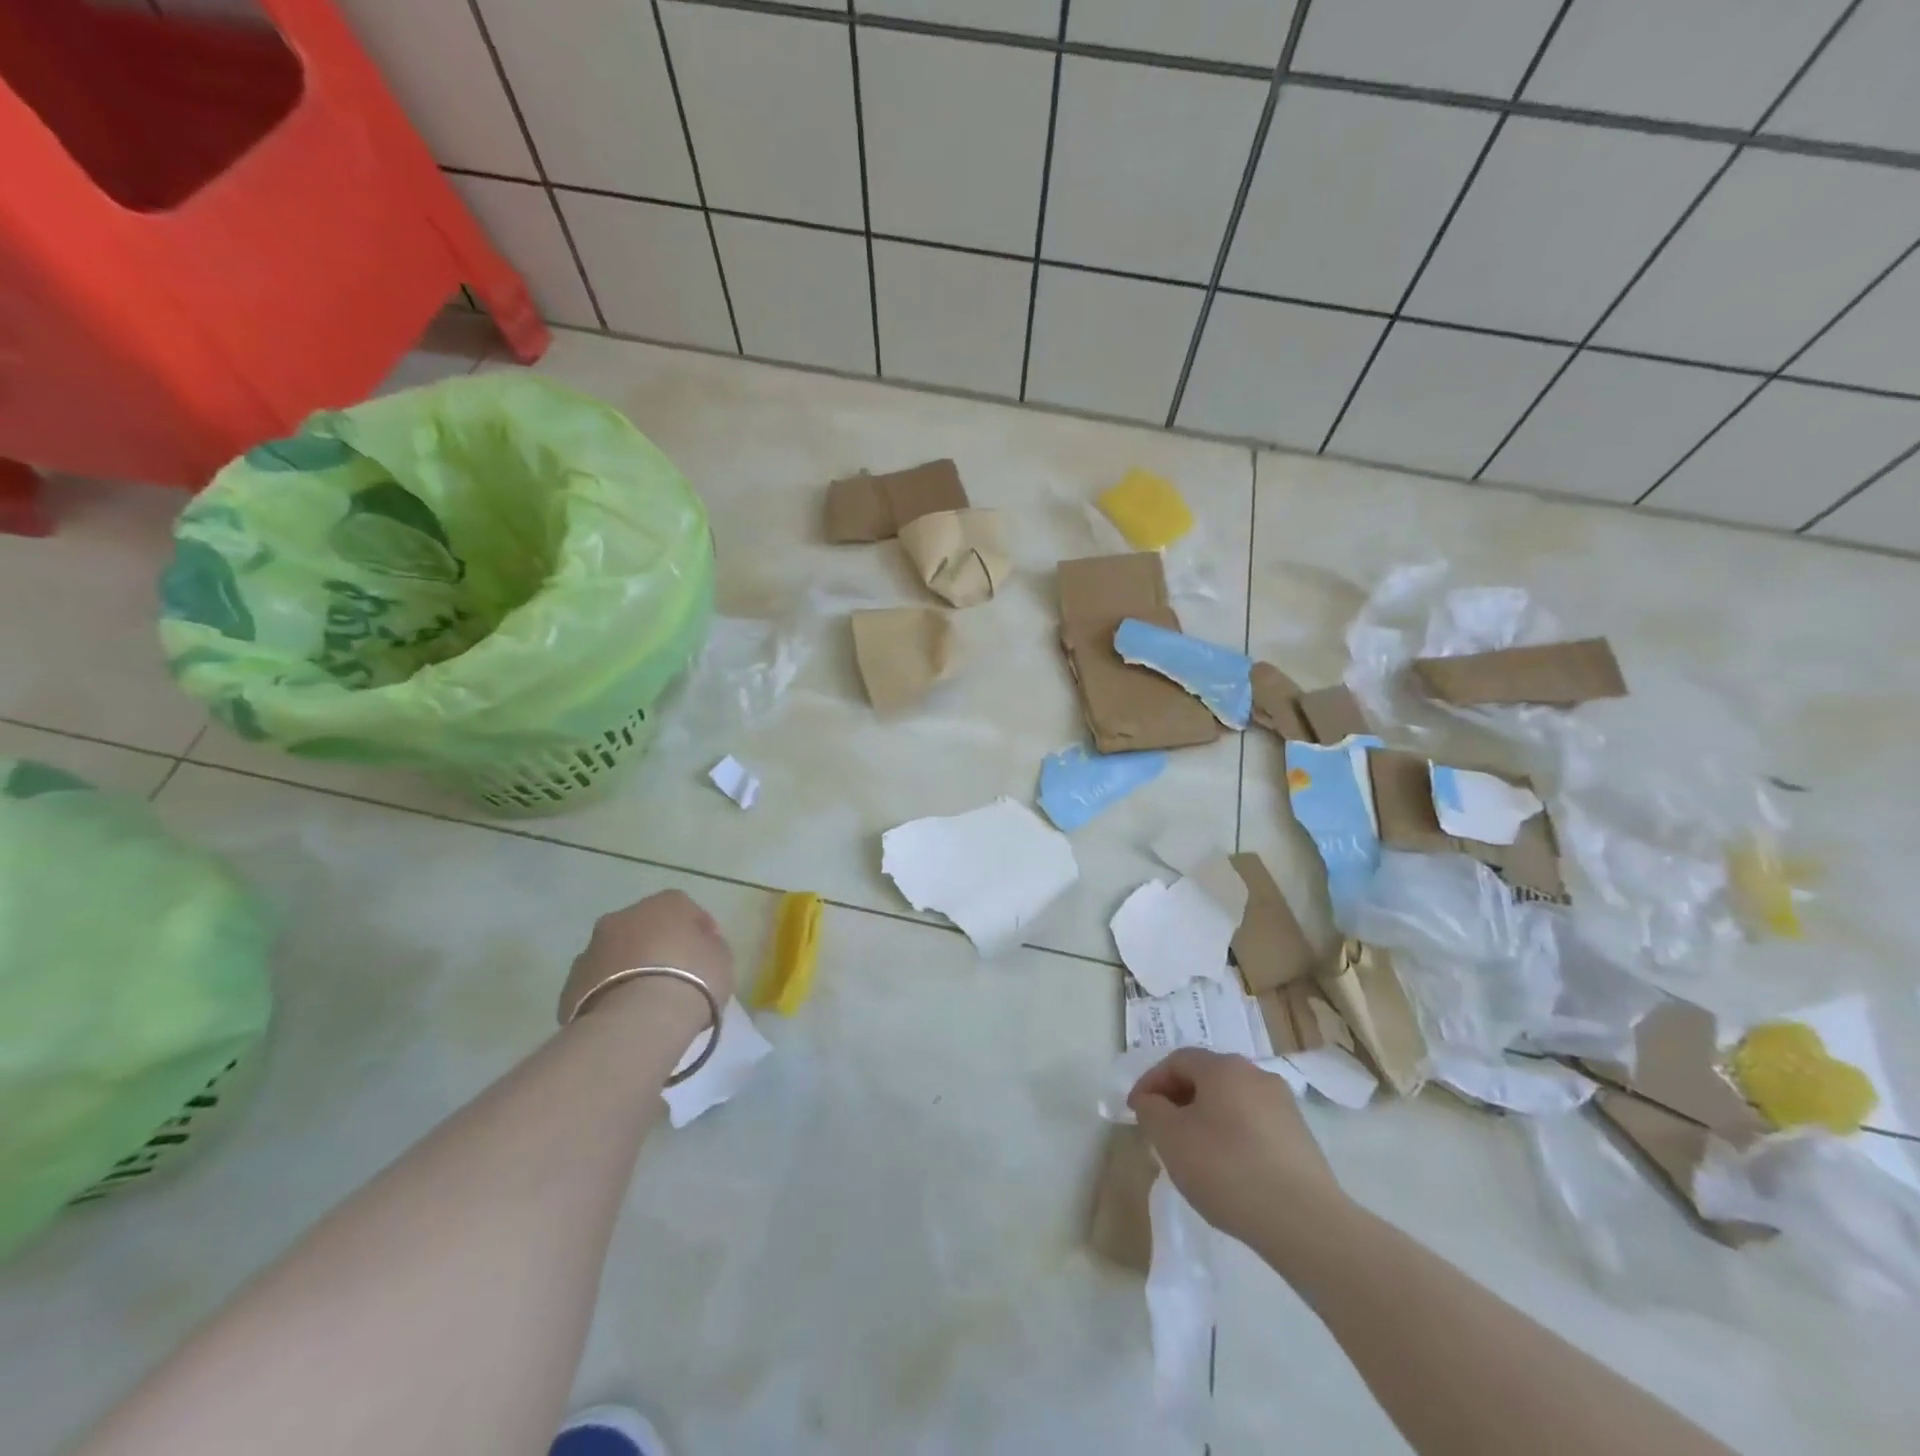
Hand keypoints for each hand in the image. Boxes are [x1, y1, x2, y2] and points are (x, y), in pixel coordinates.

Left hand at [558, 890, 736, 1030]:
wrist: (638, 1021)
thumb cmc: (692, 980)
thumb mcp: (722, 959)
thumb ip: (711, 947)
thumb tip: (700, 947)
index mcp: (666, 903)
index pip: (687, 910)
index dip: (699, 933)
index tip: (708, 958)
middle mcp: (624, 917)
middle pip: (645, 928)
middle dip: (658, 947)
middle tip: (675, 977)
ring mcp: (592, 949)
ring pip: (617, 955)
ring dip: (630, 969)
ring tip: (647, 1002)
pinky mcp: (570, 985)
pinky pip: (597, 984)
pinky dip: (609, 994)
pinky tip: (625, 1017)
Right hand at [1128, 1048, 1344, 1244]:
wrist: (1304, 1222)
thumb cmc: (1227, 1169)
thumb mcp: (1170, 1138)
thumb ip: (1151, 1111)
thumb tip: (1152, 1101)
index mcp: (1223, 1067)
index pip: (1176, 1061)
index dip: (1151, 1082)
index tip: (1136, 1112)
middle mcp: (1256, 1074)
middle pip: (1206, 1078)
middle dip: (1178, 1100)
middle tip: (1162, 1131)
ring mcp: (1283, 1106)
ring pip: (1231, 1102)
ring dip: (1206, 1119)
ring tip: (1194, 1155)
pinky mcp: (1300, 1137)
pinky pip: (1254, 1126)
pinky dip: (1233, 1138)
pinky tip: (1229, 1171)